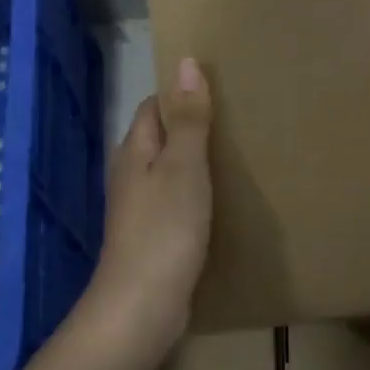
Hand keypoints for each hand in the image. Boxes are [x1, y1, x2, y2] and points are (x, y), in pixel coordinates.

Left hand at [87, 56, 213, 360]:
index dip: (181, 94)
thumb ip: (188, 118)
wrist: (142, 306)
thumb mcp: (184, 166)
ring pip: (169, 171)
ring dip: (196, 161)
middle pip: (161, 137)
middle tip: (237, 120)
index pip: (154, 106)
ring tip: (237, 155)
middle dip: (192, 126)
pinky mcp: (152, 237)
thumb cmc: (164, 229)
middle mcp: (132, 174)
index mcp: (134, 151)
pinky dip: (196, 193)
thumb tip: (185, 62)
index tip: (219, 88)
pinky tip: (220, 201)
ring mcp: (140, 209)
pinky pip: (175, 201)